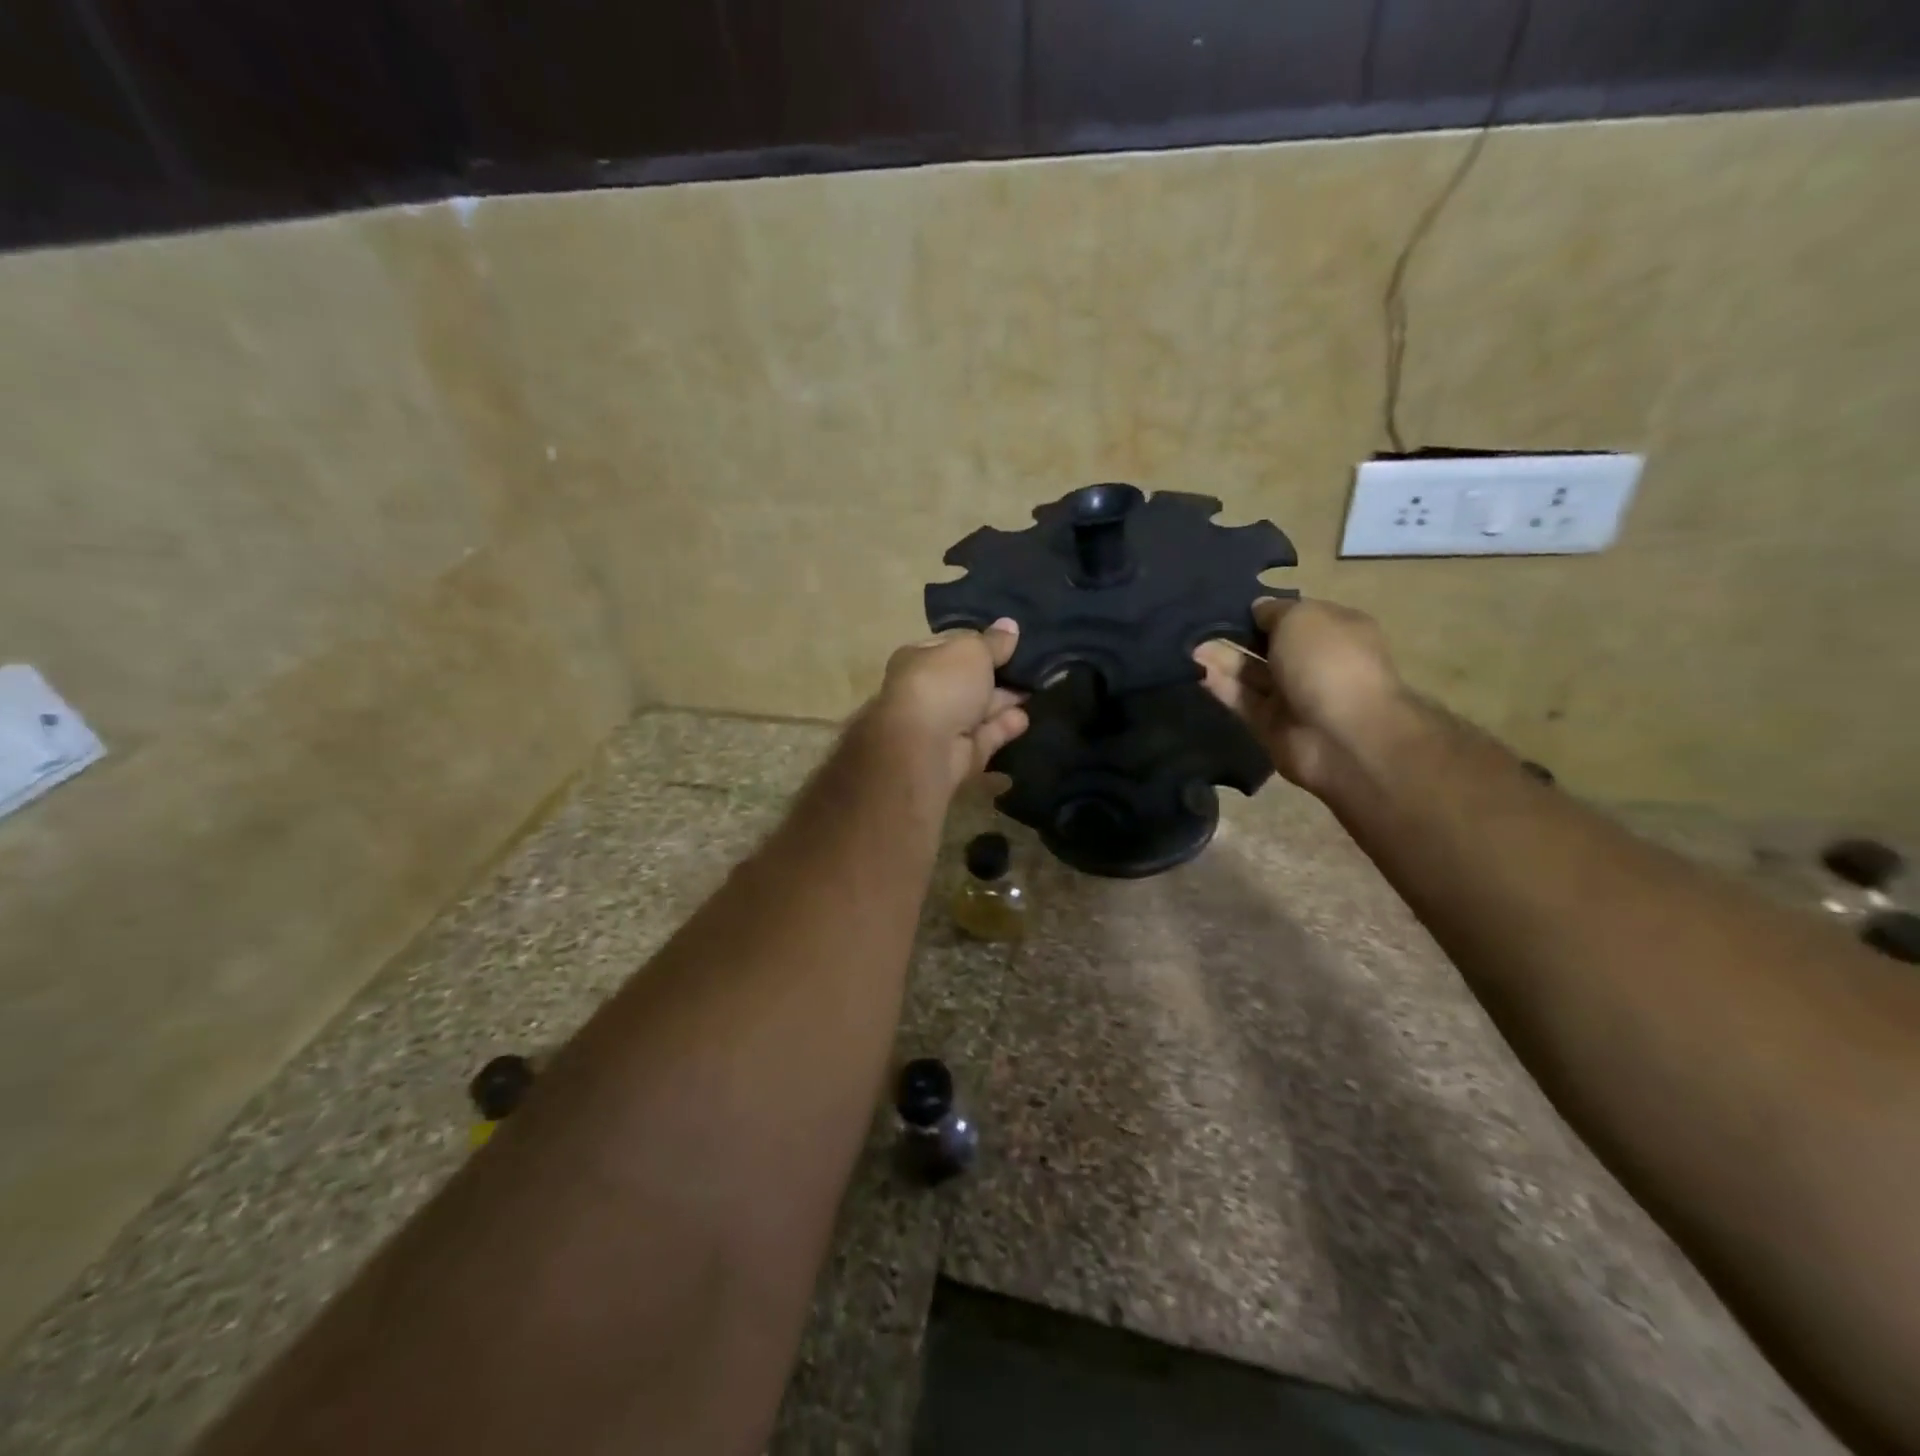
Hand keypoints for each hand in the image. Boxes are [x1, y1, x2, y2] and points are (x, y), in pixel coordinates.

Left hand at [871, 618, 1029, 792]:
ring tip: (1035, 690)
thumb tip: (1010, 625)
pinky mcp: (959, 754)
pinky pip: (986, 736)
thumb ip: (993, 641)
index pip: (952, 645)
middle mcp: (927, 691)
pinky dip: (1004, 727)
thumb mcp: (972, 651)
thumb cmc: (943, 686)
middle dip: (997, 675)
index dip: (980, 642)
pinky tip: (1024, 719)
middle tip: (1031, 667)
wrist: (926, 748)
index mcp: (918, 659)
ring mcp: (941, 725)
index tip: (1011, 641)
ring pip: (979, 709)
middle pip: (968, 680)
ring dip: (1004, 701)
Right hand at [1195, 597, 1406, 794]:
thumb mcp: (1302, 618)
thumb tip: (1257, 609)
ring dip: (1222, 658)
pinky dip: (1221, 685)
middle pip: (1268, 645)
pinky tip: (1196, 669)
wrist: (1343, 737)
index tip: (1229, 603)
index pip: (1293, 615)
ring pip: (1250, 672)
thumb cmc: (1328, 662)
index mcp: (1334, 631)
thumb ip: (1274, 611)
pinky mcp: (1270, 724)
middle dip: (1237, 633)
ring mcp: (1292, 695)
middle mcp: (1314, 661)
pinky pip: (1242, 699)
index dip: (1263, 609)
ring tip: (1190, 644)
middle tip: (1199, 623)